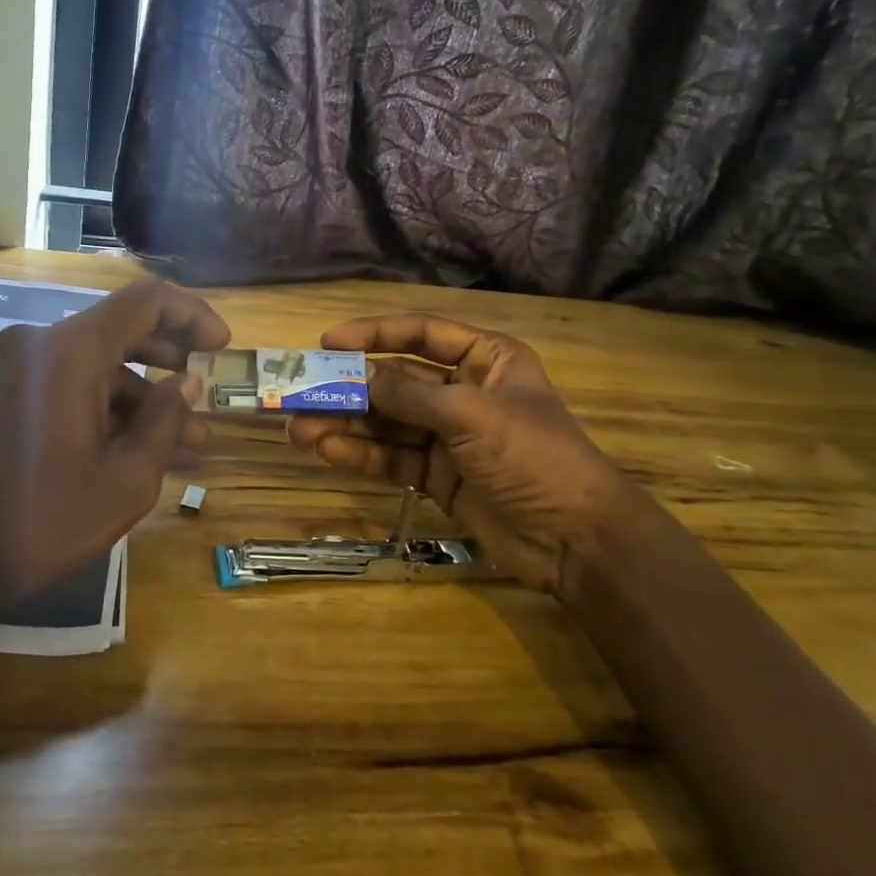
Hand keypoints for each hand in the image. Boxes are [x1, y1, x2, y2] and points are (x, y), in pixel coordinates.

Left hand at [0, 278, 228, 610]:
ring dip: (139, 392)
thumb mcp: (125, 480)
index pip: (145, 301)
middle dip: (170, 357)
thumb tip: (188, 382)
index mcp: (68, 351)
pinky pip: (65, 380)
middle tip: (205, 390)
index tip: (222, 346)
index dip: (192, 314)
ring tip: (183, 438)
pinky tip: (131, 444)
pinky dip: (102, 403)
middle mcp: (36, 343)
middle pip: (119, 328)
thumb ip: (166, 421)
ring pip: (94, 362)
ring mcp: (11, 366)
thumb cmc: (40, 522)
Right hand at [286, 314, 648, 597]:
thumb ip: (411, 394)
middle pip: (396, 381)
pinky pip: (393, 458)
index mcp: (486, 360)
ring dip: (346, 425)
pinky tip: (328, 451)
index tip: (328, 342)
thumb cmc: (534, 457)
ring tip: (299, 429)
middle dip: (350, 389)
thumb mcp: (472, 415)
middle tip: (300, 393)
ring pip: (387, 422)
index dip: (374, 334)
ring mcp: (449, 436)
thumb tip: (359, 378)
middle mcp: (464, 391)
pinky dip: (362, 455)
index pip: (421, 334)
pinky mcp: (438, 476)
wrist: (576, 540)